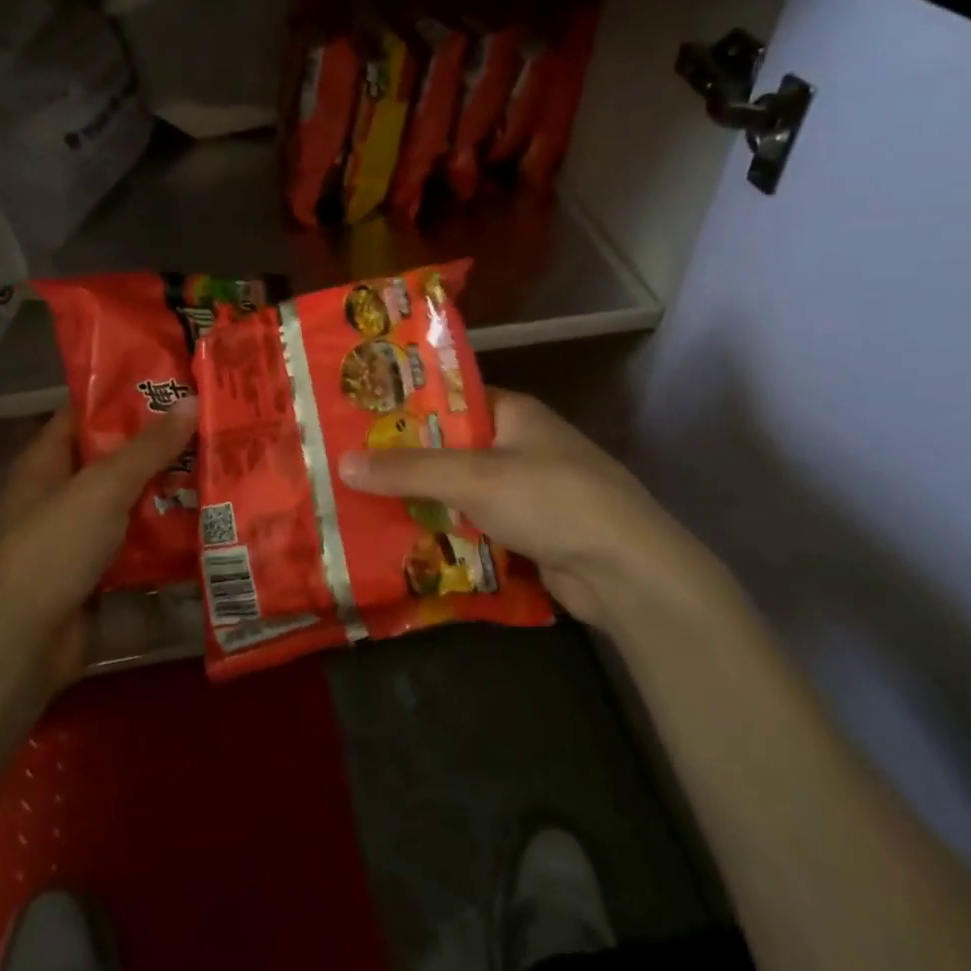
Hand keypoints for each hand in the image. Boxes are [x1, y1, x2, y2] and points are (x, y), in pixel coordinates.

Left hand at [0, 400, 198, 689]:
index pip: (85, 413)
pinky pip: (140, 546)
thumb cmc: (52, 550)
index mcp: (46, 463)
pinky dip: (169, 536)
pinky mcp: (100, 576)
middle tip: (214, 424)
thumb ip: (148, 448)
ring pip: (133, 504)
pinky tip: (212, 522)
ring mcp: (80, 538)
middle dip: (162, 446)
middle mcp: (61, 495)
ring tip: (224, 467)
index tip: (175, 382)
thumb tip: (191, 400)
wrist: (21, 647)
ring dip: (172, 491)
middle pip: (116, 460)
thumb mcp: (102, 489)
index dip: (125, 395)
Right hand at [337, 390, 716, 628]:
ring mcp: (529, 491)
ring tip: (364, 506)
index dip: (406, 408)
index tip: (359, 420)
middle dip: (407, 462)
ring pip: (463, 491)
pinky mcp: (531, 533)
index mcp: (514, 413)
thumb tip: (344, 462)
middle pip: (452, 448)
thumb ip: (409, 470)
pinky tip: (406, 544)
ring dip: (425, 502)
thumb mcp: (474, 477)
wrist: (627, 571)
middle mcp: (521, 445)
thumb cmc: (551, 500)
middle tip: (350, 467)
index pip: (451, 399)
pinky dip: (449, 533)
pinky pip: (477, 525)